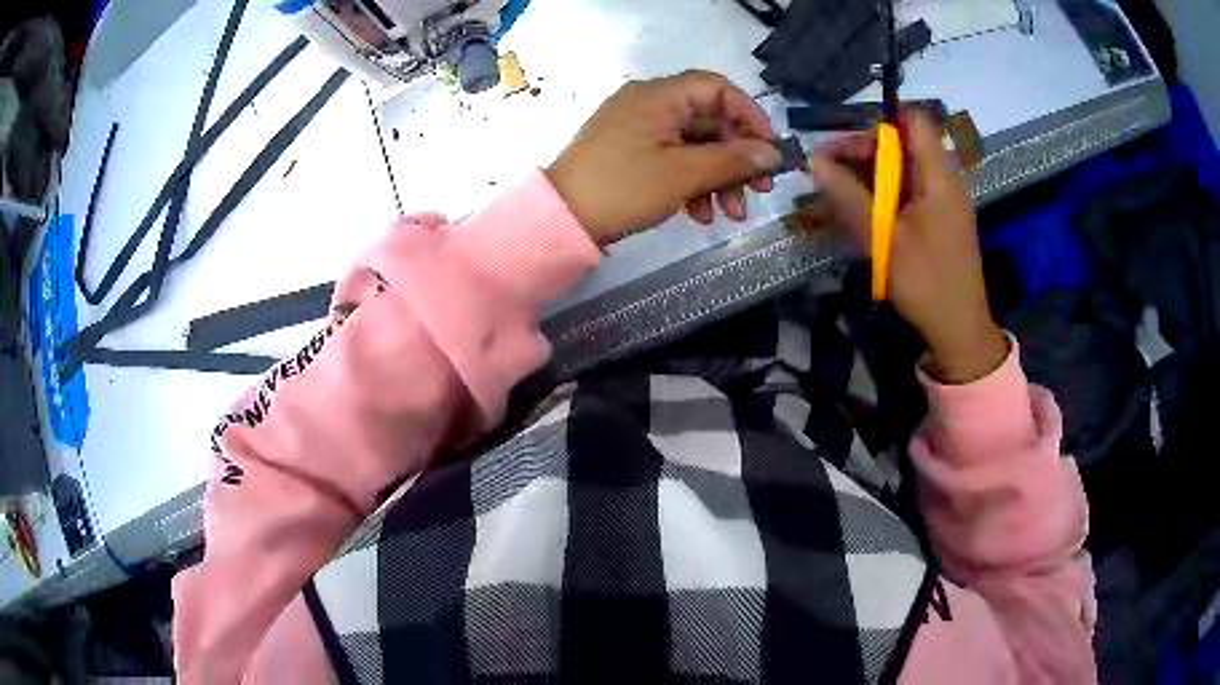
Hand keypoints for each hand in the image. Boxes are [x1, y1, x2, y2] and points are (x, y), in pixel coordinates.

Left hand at [545, 71, 782, 243]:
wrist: (561, 220)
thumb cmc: (622, 188)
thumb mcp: (683, 174)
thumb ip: (733, 160)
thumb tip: (773, 153)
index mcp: (659, 96)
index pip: (717, 88)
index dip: (749, 115)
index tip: (768, 150)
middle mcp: (650, 104)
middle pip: (710, 121)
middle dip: (737, 158)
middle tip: (759, 190)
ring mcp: (639, 129)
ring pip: (695, 145)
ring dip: (719, 178)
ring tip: (731, 215)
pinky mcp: (632, 153)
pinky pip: (674, 159)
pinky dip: (693, 183)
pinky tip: (700, 215)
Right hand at [801, 113, 1007, 383]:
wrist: (959, 329)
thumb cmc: (925, 282)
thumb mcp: (882, 238)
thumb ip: (849, 195)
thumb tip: (815, 160)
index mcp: (938, 176)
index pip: (913, 121)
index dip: (879, 122)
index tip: (846, 143)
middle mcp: (944, 179)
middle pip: (903, 144)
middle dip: (864, 152)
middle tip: (830, 173)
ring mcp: (944, 200)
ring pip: (903, 169)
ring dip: (870, 176)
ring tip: (837, 196)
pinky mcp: (940, 218)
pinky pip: (909, 192)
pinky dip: (884, 196)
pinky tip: (862, 214)